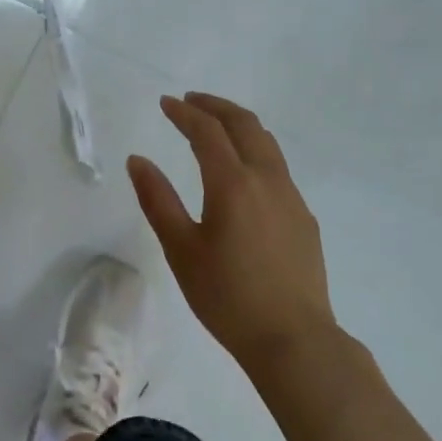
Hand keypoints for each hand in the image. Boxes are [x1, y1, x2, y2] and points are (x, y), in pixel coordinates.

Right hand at [127, 92, 337, 367]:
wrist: (294, 339)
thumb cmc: (227, 297)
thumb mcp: (181, 250)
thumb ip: (158, 200)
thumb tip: (138, 160)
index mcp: (233, 184)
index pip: (207, 132)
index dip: (184, 113)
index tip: (166, 103)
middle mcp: (267, 179)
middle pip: (244, 124)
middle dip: (215, 106)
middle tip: (191, 101)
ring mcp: (291, 197)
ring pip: (267, 143)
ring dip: (239, 125)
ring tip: (216, 126)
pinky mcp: (304, 217)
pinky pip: (278, 168)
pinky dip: (255, 151)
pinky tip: (242, 173)